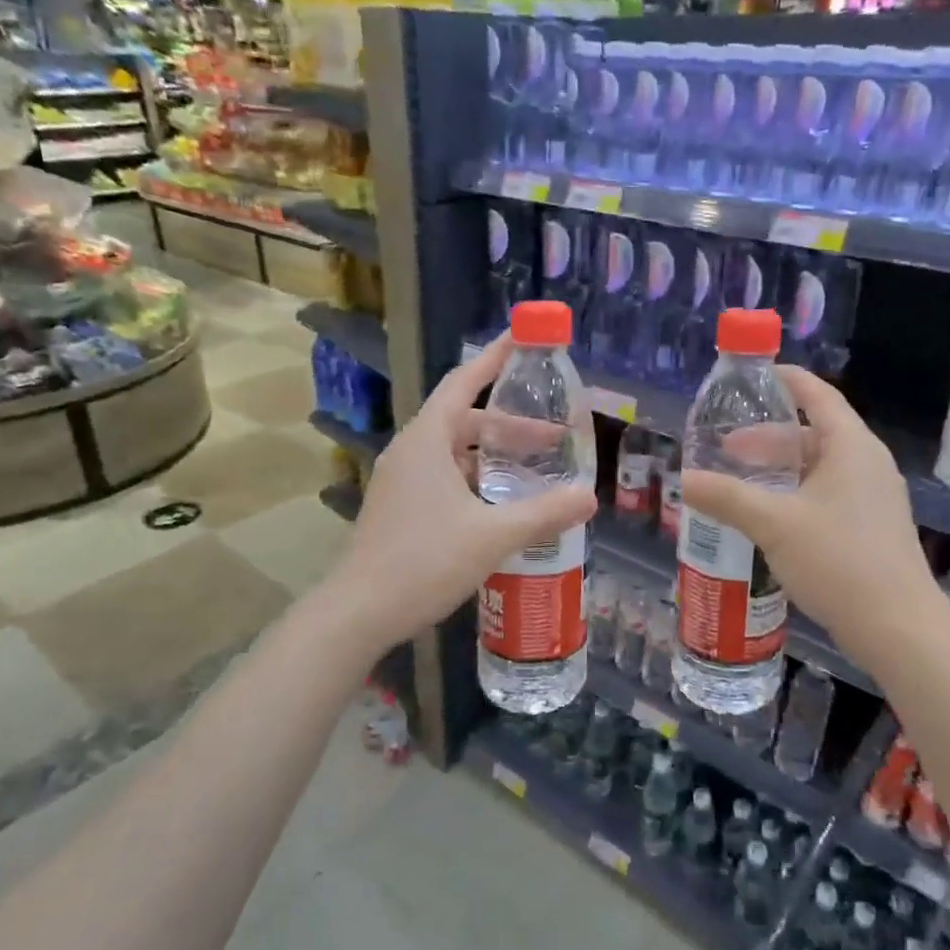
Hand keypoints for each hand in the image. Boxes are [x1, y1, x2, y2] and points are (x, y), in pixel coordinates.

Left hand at [324, 333, 596, 652]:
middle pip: (465, 420)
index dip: (495, 358)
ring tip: (533, 472)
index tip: (523, 338)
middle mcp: (411, 451)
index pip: (464, 382)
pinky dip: (475, 479)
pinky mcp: (399, 507)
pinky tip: (500, 506)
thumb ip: (544, 513)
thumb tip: (590, 496)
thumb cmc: (424, 562)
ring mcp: (401, 480)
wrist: (359, 611)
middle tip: (553, 438)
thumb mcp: (492, 536)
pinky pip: (444, 476)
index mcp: (427, 440)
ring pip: (454, 452)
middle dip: (510, 425)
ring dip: (493, 456)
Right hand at [679, 367, 938, 652]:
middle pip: (814, 434)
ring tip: (741, 482)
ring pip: (820, 468)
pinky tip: (769, 517)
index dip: (788, 381)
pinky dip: (796, 493)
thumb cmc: (838, 559)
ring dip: (781, 469)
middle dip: (769, 438)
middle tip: (726, 447)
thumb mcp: (773, 523)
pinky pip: (828, 494)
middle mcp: (867, 464)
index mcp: (851, 447)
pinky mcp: (871, 528)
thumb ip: (726, 497)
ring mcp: (873, 498)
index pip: (819, 396)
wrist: (898, 627)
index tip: (756, 376)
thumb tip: (683, 480)